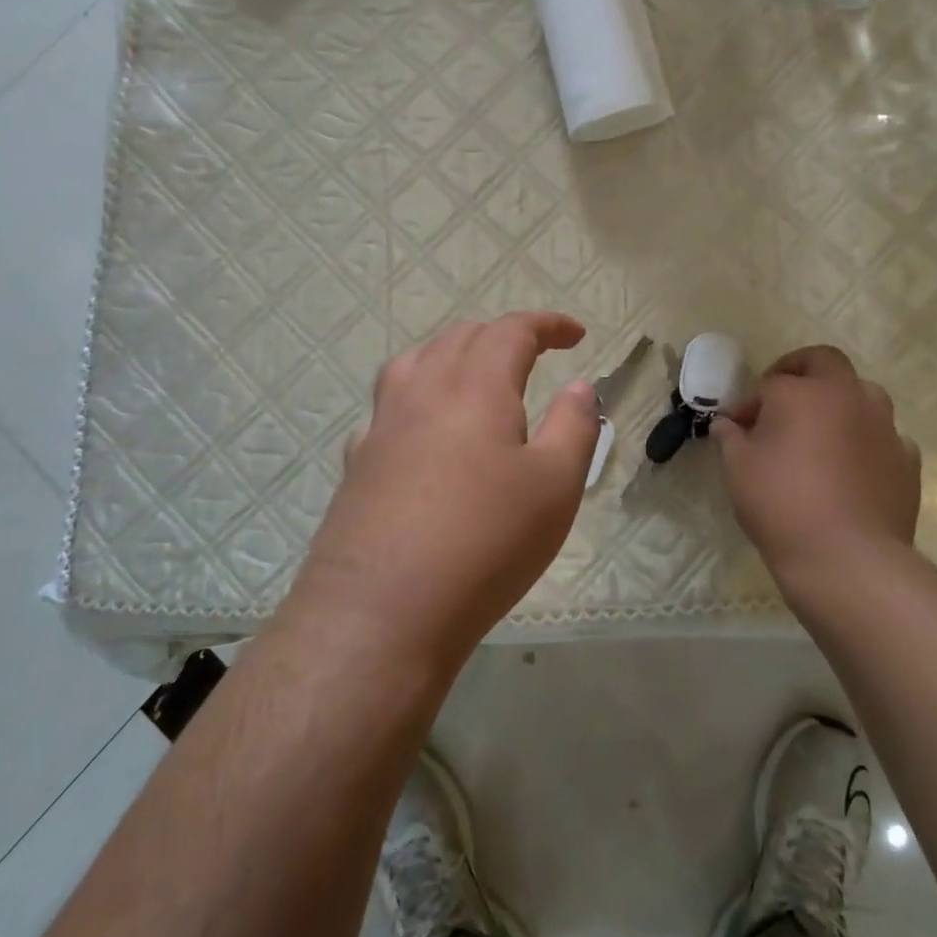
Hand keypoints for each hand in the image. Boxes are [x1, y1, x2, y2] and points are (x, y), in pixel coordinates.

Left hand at [284, 312, 600, 668]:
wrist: (382, 611)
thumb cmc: (486, 542)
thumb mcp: (555, 486)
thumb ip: (573, 427)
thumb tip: (579, 387)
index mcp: (475, 387)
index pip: (511, 331)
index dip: (547, 325)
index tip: (575, 335)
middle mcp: (423, 392)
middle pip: (460, 338)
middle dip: (501, 336)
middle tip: (533, 357)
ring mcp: (382, 426)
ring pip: (415, 363)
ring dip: (451, 357)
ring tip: (474, 380)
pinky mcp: (357, 463)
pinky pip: (388, 409)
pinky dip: (416, 400)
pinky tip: (423, 436)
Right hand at [714, 345, 921, 594]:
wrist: (848, 557)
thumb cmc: (781, 504)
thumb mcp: (738, 469)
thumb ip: (730, 438)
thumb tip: (726, 424)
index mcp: (802, 392)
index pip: (770, 383)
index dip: (749, 403)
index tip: (736, 428)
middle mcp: (848, 396)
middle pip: (826, 362)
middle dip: (800, 372)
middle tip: (781, 400)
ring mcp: (884, 426)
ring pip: (862, 394)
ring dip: (839, 403)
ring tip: (820, 434)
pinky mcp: (907, 459)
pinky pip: (882, 436)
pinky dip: (864, 441)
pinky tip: (851, 469)